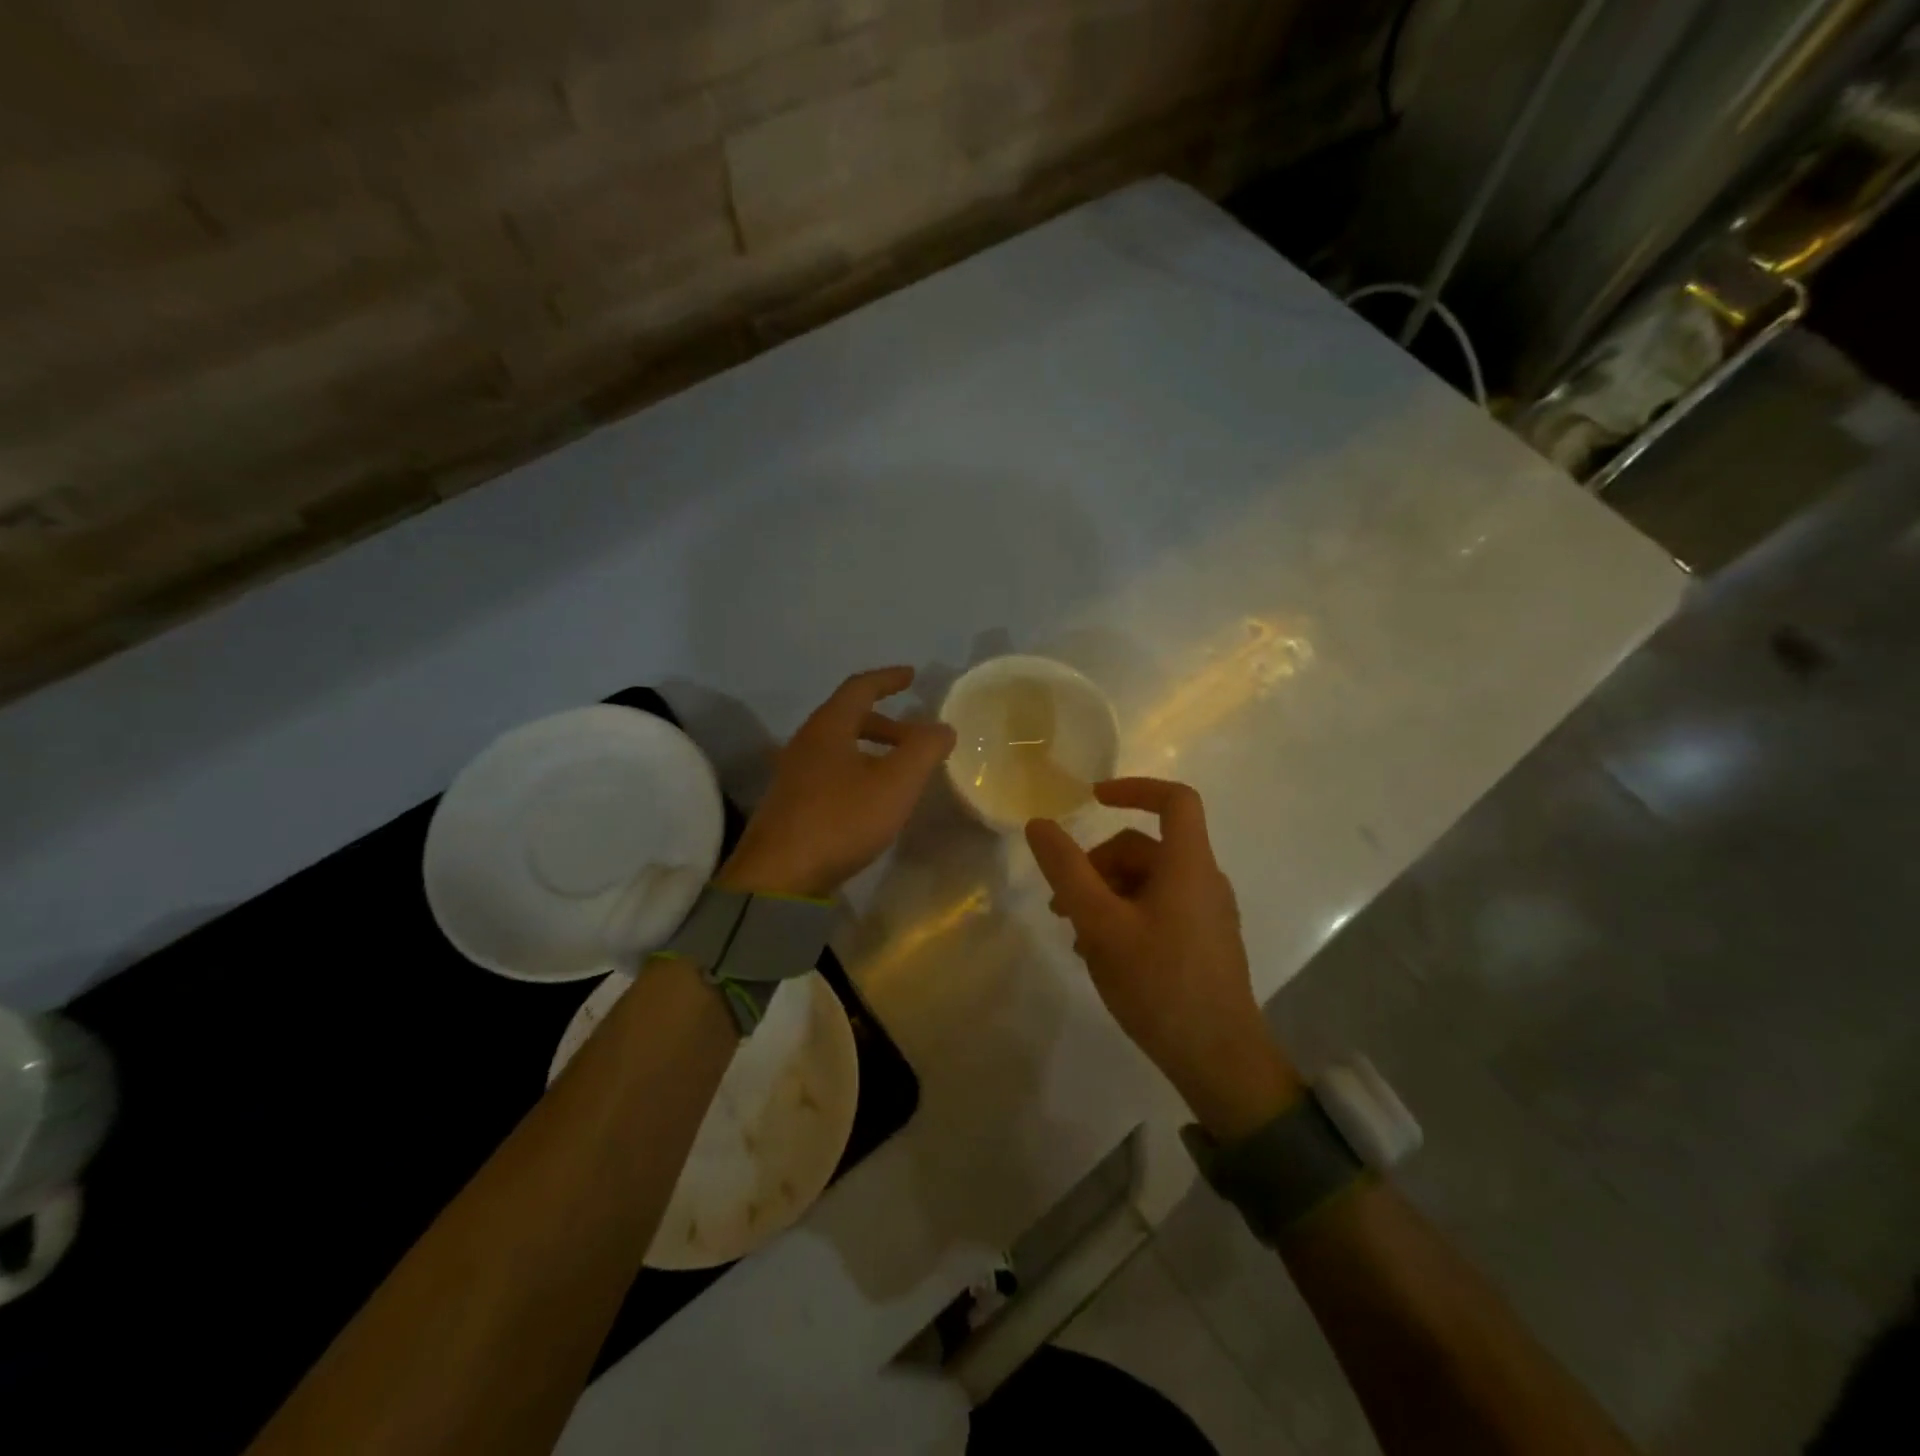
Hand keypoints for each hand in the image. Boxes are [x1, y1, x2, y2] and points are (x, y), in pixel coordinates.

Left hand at [718, 667, 955, 898]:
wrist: (779, 877)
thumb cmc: (841, 819)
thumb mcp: (895, 783)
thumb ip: (924, 750)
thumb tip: (942, 727)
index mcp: (828, 727)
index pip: (860, 687)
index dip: (888, 679)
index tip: (912, 675)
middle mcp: (805, 742)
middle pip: (848, 717)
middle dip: (886, 723)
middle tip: (915, 738)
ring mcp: (793, 774)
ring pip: (838, 747)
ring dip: (871, 749)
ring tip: (899, 772)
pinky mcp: (790, 803)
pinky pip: (829, 771)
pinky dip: (856, 770)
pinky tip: (870, 800)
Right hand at [1026, 778, 1301, 1140]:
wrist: (1218, 1059)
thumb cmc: (1158, 983)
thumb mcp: (1100, 925)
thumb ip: (1067, 871)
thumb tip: (1038, 824)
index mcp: (1188, 865)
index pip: (1174, 800)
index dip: (1133, 788)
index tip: (1092, 799)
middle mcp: (1204, 881)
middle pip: (1147, 847)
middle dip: (1098, 864)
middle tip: (1061, 904)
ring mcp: (1208, 914)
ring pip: (1149, 881)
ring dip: (1106, 893)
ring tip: (1076, 934)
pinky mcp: (1204, 943)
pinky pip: (1160, 908)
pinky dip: (1126, 914)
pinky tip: (1102, 953)